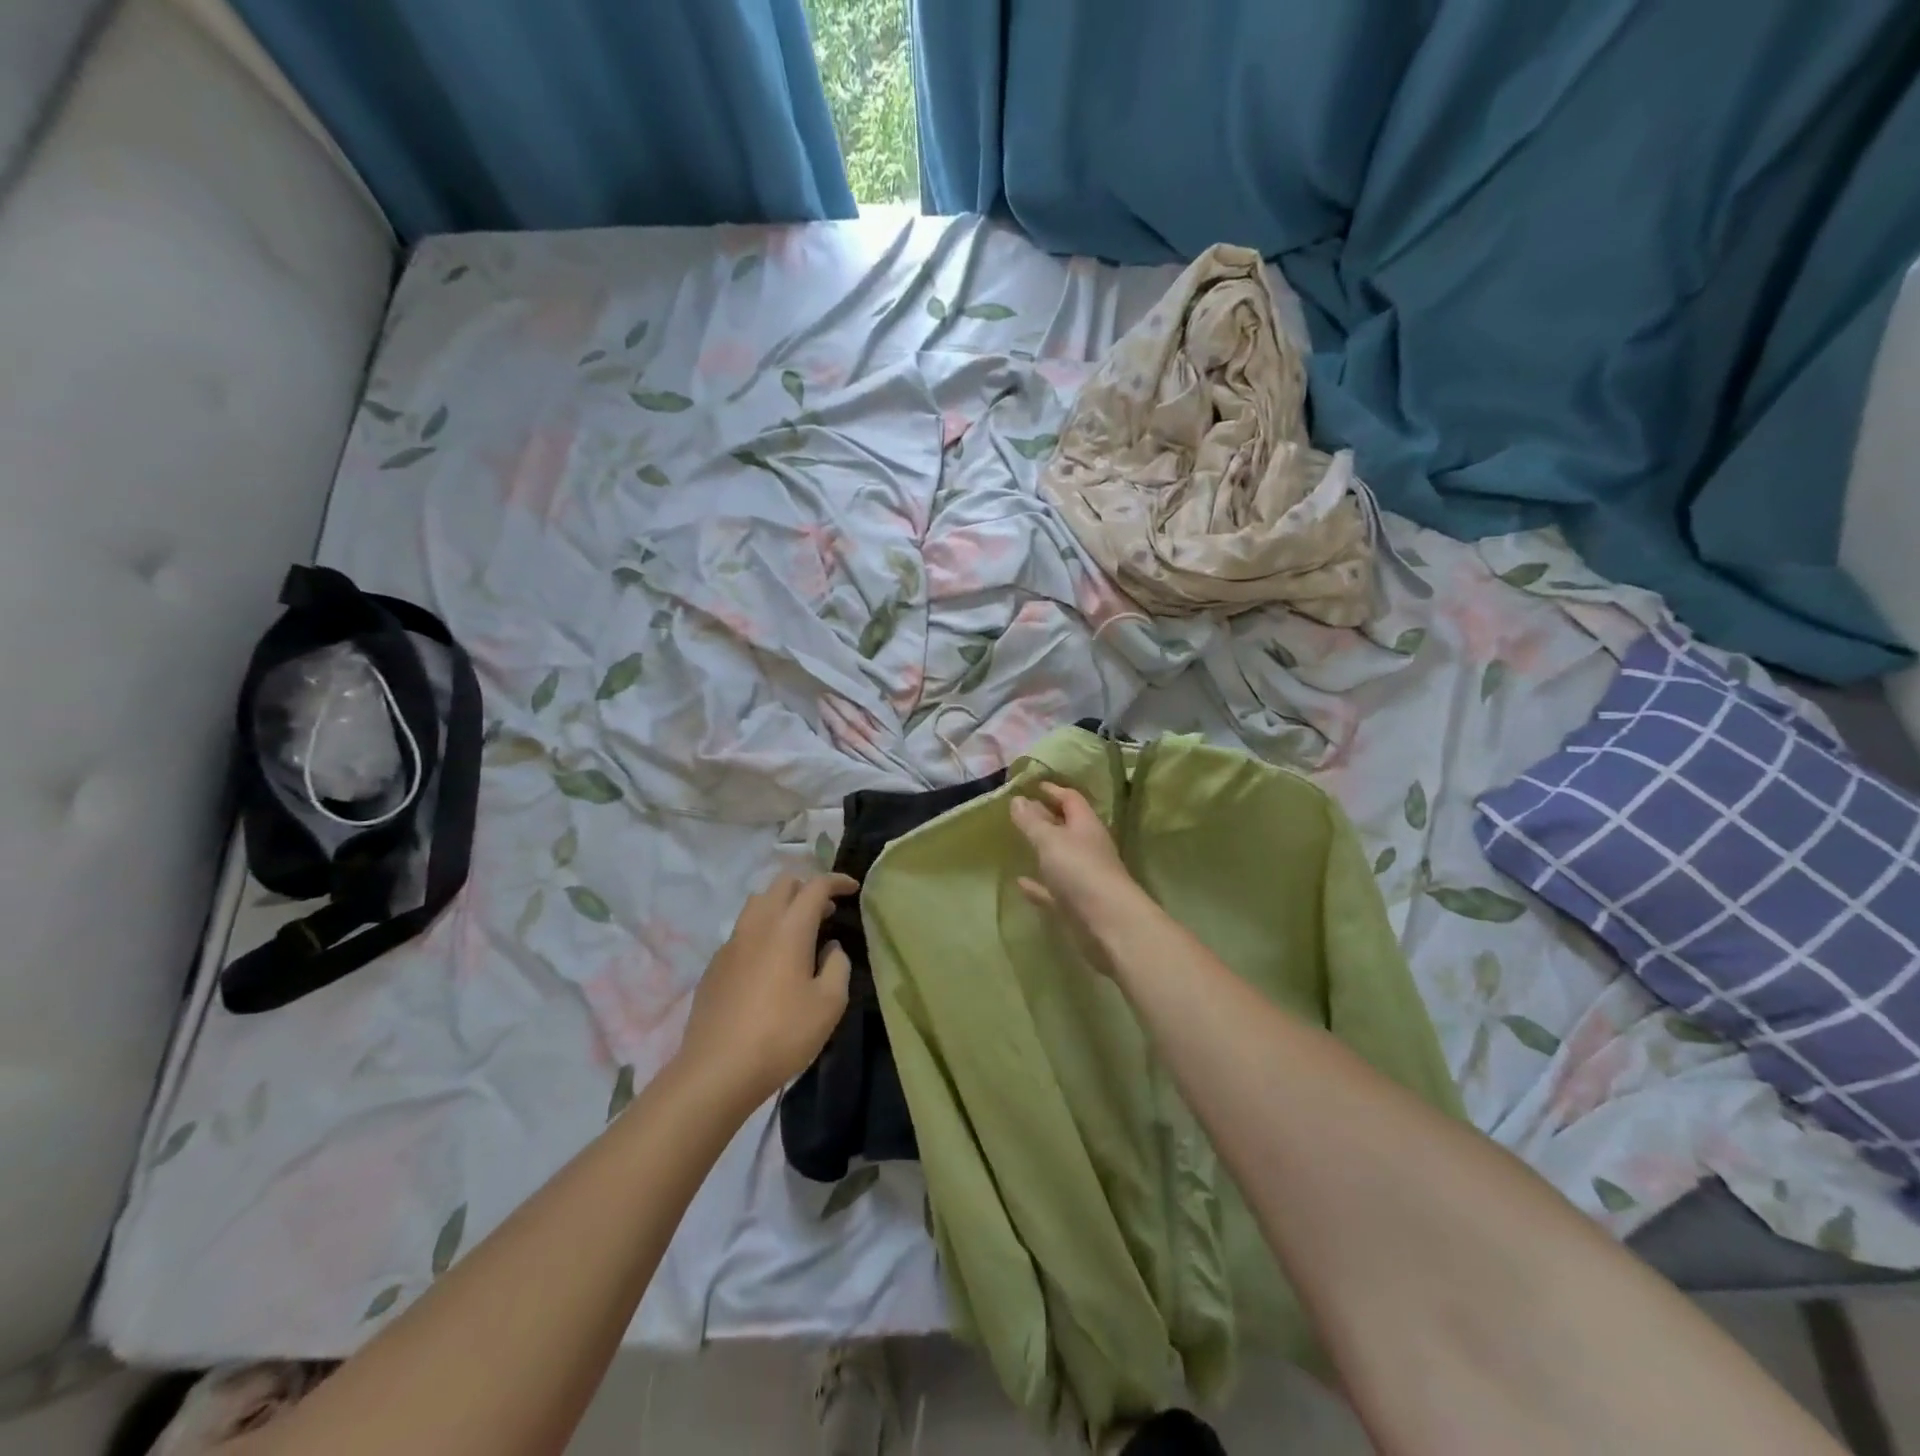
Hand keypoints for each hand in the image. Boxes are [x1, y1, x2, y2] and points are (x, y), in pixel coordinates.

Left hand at [672, 872, 856, 1112]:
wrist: (717, 1070)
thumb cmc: (782, 1035)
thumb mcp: (829, 1004)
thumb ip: (837, 966)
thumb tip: (830, 948)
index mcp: (789, 928)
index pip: (815, 886)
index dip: (837, 881)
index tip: (852, 889)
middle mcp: (758, 925)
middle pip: (782, 884)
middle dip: (807, 887)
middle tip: (826, 910)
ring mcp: (731, 943)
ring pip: (757, 903)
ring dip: (782, 905)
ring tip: (798, 930)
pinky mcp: (714, 965)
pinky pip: (742, 931)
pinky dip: (762, 930)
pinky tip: (770, 961)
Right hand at [1009, 782, 1142, 948]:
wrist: (1108, 923)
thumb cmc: (1080, 871)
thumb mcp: (1050, 840)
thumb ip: (1031, 821)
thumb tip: (1017, 799)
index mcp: (1086, 825)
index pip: (1071, 799)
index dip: (1052, 790)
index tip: (1032, 784)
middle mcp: (1087, 847)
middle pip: (1066, 826)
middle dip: (1046, 817)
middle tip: (1020, 810)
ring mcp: (1083, 876)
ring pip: (1060, 857)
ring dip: (1042, 850)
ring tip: (1018, 842)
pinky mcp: (1076, 904)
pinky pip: (1053, 889)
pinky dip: (1038, 884)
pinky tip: (1020, 882)